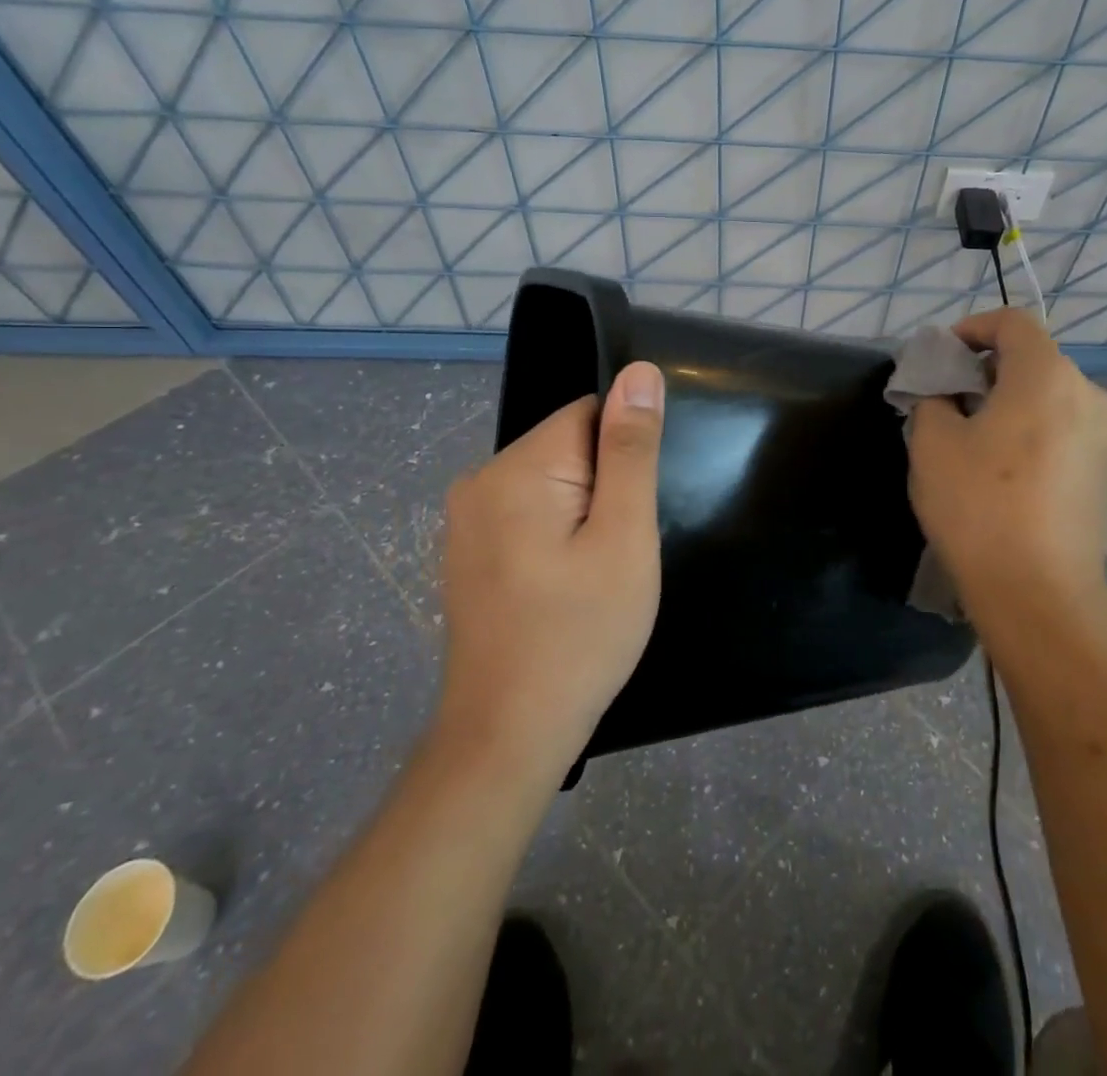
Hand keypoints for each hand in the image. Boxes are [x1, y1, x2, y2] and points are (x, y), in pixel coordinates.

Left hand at [436, 361, 664, 774]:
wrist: (508, 734)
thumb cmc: (580, 633)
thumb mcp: (624, 536)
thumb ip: (631, 449)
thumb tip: (639, 372)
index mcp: (516, 467)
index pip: (589, 414)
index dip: (625, 458)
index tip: (632, 512)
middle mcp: (479, 480)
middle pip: (569, 446)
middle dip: (605, 487)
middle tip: (618, 553)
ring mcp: (467, 520)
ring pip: (553, 482)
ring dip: (584, 514)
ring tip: (595, 574)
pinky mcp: (468, 551)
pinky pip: (529, 514)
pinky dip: (557, 535)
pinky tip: (565, 587)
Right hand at [908, 309, 1106, 641]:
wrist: (1039, 594)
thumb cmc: (979, 506)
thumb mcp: (932, 443)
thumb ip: (933, 398)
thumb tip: (945, 394)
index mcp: (1047, 375)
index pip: (1012, 322)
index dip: (971, 328)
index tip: (940, 358)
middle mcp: (1086, 394)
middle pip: (1032, 358)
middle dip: (985, 368)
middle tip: (946, 399)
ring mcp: (1102, 435)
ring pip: (1047, 395)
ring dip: (1007, 400)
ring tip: (969, 434)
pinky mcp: (1103, 471)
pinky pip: (1061, 427)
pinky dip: (1029, 428)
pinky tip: (1000, 466)